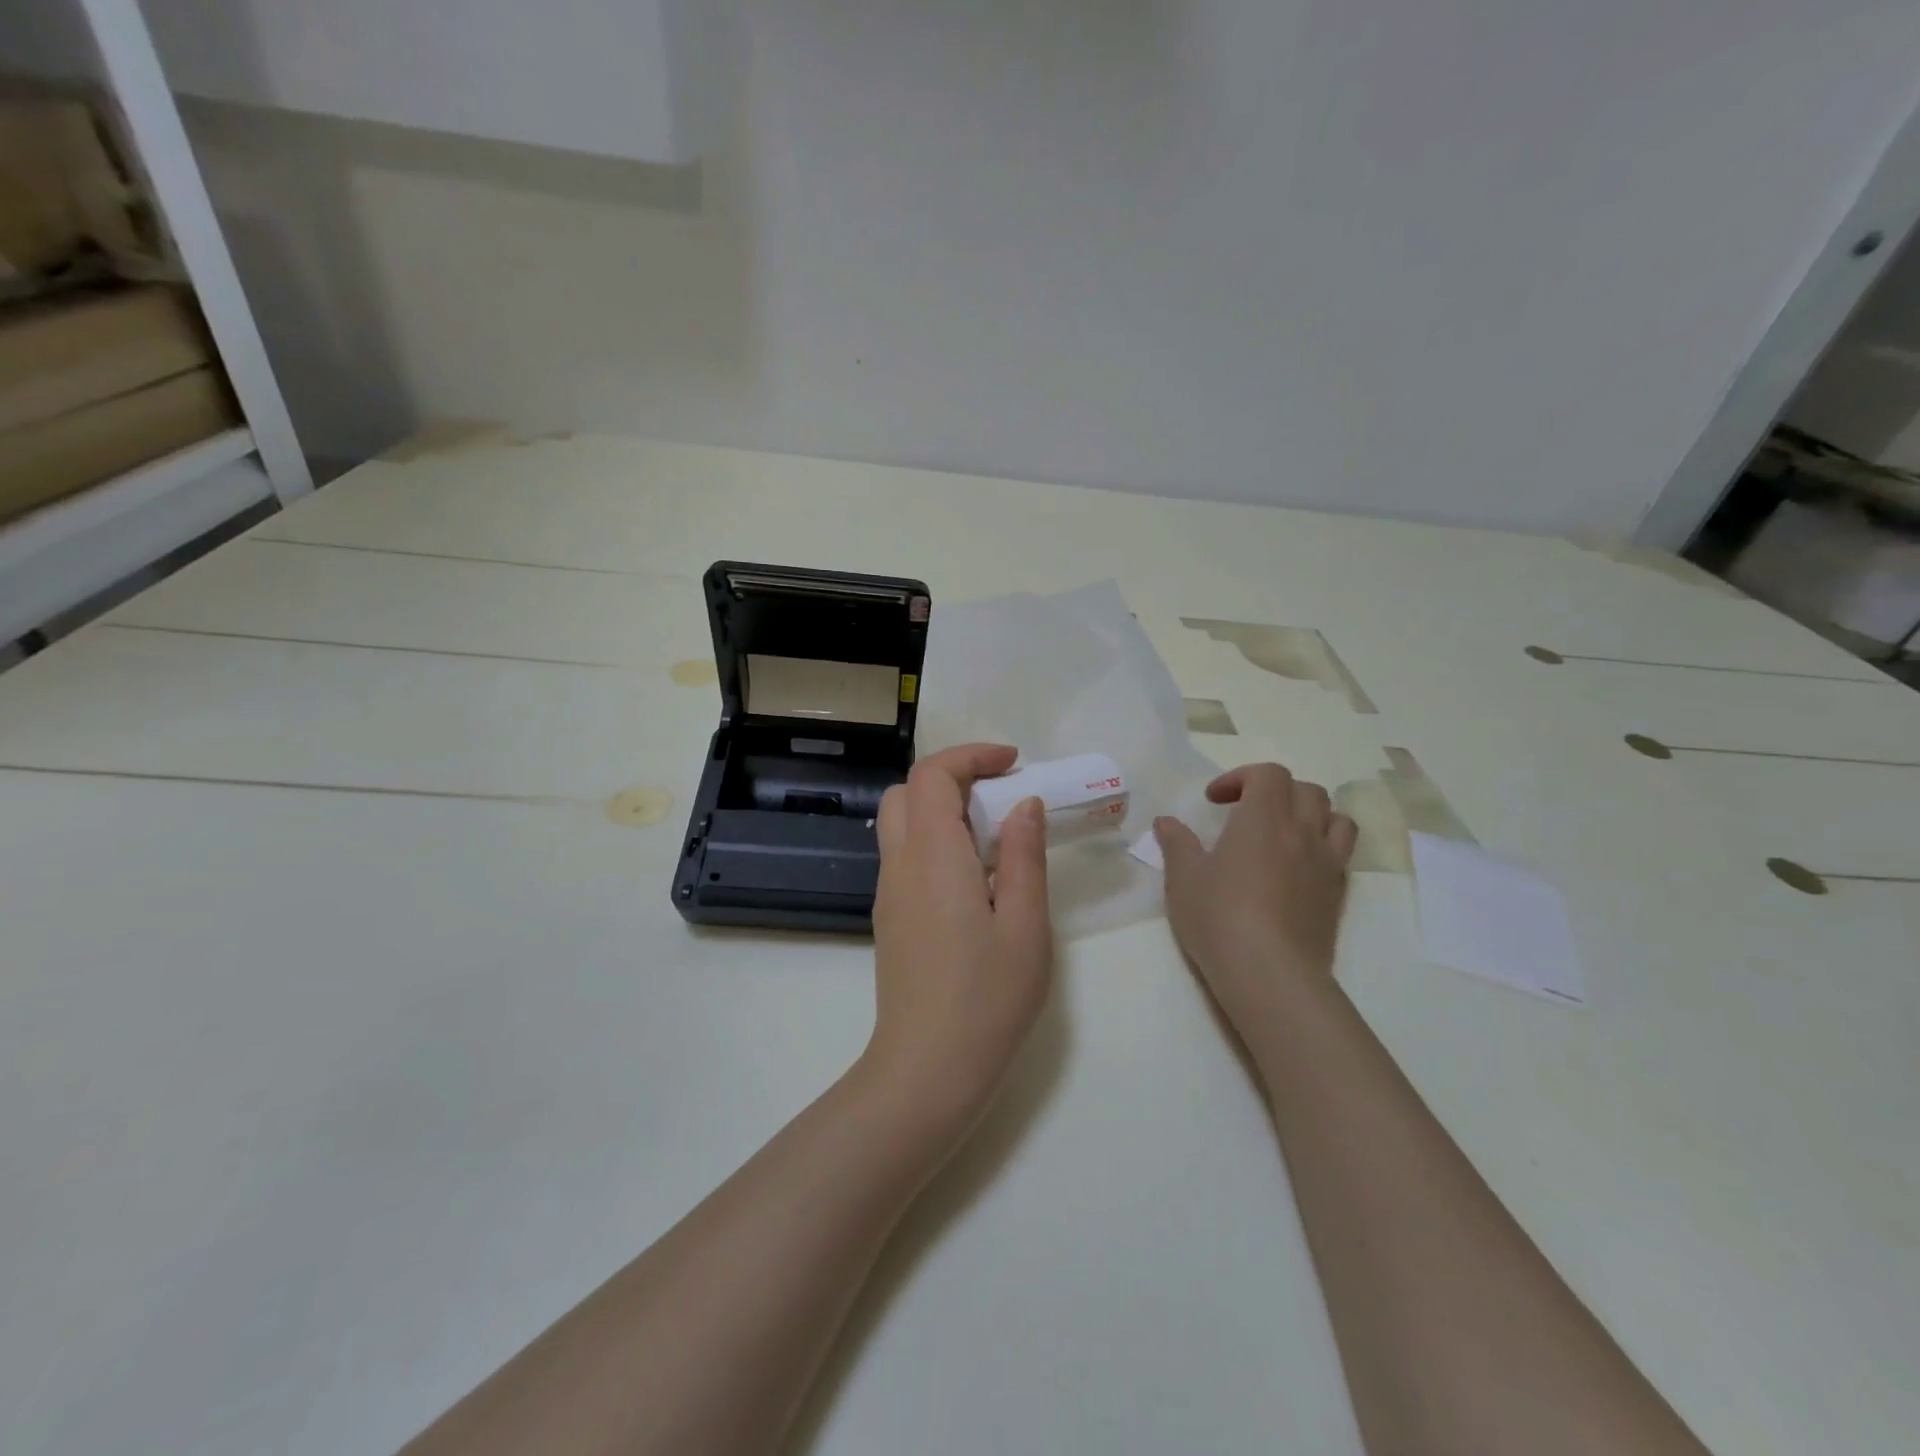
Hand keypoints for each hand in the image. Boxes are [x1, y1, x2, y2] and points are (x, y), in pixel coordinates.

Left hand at [864, 744, 1052, 1135]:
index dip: (971, 756)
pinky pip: (904, 857)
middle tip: (1000, 796)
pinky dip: (934, 841)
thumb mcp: (1025, 926)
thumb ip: (1023, 856)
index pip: (932, 776)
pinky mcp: (889, 918)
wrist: (927, 1070)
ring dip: (941, 810)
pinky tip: (973, 880)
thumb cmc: (987, 999)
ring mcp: (888, 893)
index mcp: (933, 857)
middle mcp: (900, 865)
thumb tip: (1023, 805)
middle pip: (906, 792)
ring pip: (900, 824)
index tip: (1013, 764)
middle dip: (951, 777)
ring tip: (993, 838)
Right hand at [1153, 764, 1356, 1025]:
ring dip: (1310, 814)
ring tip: (1283, 833)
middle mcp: (1302, 831)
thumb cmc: (1219, 917)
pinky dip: (1323, 847)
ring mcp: (1327, 862)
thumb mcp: (1183, 878)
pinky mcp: (1338, 894)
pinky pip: (1341, 854)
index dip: (1241, 777)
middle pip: (1305, 789)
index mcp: (1263, 817)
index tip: (1214, 801)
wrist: (1270, 974)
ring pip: (1335, 817)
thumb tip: (1166, 822)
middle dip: (1275, 791)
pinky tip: (1298, 869)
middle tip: (1245, 813)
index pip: (1268, 774)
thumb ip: (1177, 844)